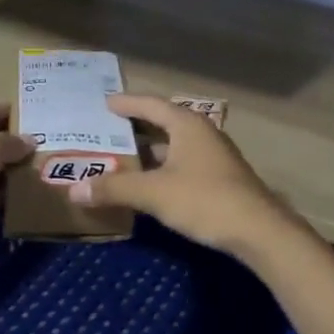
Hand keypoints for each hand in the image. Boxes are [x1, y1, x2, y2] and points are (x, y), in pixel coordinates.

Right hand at [69, 95, 313, 261]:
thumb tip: (73, 189)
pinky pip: (183, 162)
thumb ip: (114, 189)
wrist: (259, 231)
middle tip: (107, 128)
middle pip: (164, 121)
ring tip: (122, 155)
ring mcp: (214, 156)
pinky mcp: (220, 178)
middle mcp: (202, 133)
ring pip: (174, 145)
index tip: (105, 102)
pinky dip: (162, 166)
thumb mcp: (154, 193)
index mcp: (187, 124)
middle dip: (136, 125)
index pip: (151, 104)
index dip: (127, 102)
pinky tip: (150, 182)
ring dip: (150, 149)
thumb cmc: (204, 200)